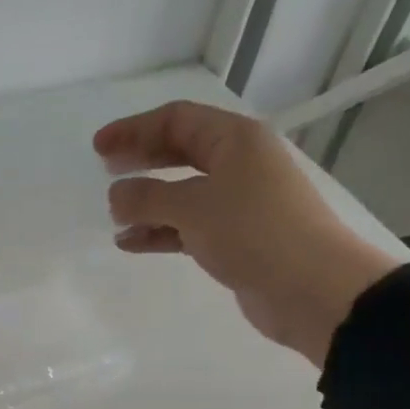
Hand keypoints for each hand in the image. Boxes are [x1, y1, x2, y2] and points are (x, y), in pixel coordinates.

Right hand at [95, 101, 399, 366]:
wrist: (311, 287)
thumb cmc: (253, 232)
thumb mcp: (194, 207)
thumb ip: (147, 197)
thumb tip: (115, 196)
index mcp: (235, 140)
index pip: (177, 120)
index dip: (134, 129)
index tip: (99, 148)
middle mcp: (238, 164)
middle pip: (180, 152)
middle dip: (141, 160)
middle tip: (105, 171)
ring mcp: (238, 203)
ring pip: (182, 193)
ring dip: (147, 202)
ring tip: (114, 216)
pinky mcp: (235, 239)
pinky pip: (187, 227)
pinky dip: (160, 232)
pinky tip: (132, 242)